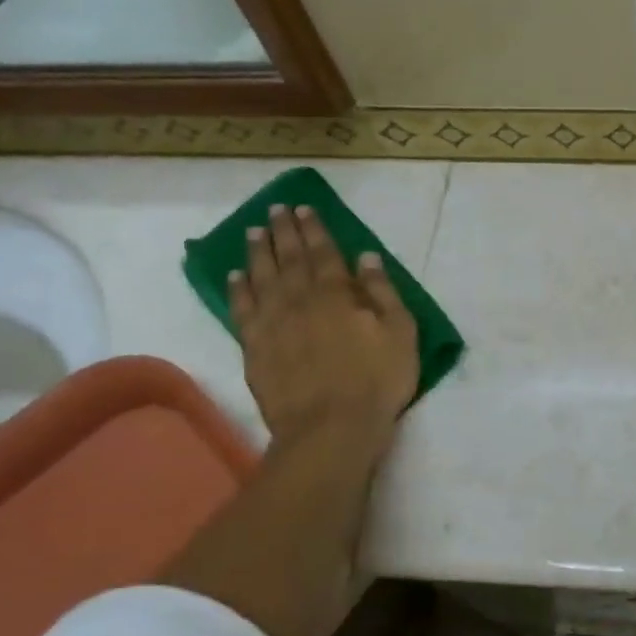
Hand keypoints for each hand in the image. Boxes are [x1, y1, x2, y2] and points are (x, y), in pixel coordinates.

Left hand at [229, 204, 418, 454]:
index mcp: (336, 293)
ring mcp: (272, 324)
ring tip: (254, 232)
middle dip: (283, 232)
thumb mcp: (400, 333)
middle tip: (275, 210)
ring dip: (258, 253)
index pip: (323, 252)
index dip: (313, 228)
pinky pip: (242, 310)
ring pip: (261, 278)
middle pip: (289, 258)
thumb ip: (382, 292)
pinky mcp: (255, 349)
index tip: (303, 208)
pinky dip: (238, 290)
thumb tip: (365, 258)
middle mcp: (299, 300)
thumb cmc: (376, 380)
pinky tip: (236, 277)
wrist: (330, 428)